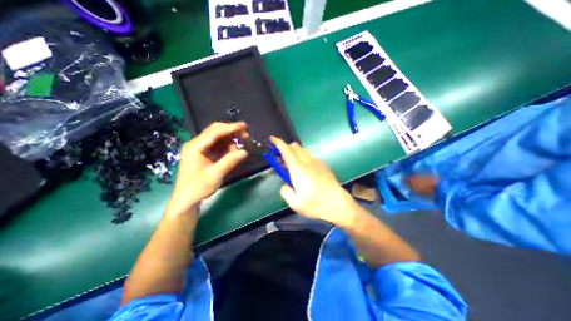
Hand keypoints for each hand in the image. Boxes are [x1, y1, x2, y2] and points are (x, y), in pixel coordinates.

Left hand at [164, 121, 245, 216]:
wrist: (187, 199)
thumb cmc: (198, 187)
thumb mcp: (215, 175)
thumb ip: (230, 161)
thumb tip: (245, 151)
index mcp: (195, 147)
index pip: (215, 132)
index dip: (230, 128)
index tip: (244, 126)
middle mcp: (197, 144)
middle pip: (215, 131)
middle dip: (231, 132)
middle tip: (245, 136)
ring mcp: (200, 149)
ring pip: (218, 138)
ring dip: (230, 141)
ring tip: (238, 151)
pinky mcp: (204, 154)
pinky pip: (218, 146)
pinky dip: (227, 148)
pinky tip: (233, 153)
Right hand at [270, 137, 360, 225]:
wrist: (339, 205)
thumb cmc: (316, 205)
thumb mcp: (295, 204)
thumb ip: (285, 191)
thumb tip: (285, 184)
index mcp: (298, 170)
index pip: (286, 151)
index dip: (278, 143)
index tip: (272, 139)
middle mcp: (307, 162)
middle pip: (295, 147)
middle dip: (285, 148)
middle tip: (280, 158)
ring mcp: (317, 162)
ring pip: (302, 150)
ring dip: (294, 152)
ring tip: (291, 165)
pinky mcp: (323, 166)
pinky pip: (310, 156)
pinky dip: (302, 157)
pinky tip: (304, 170)